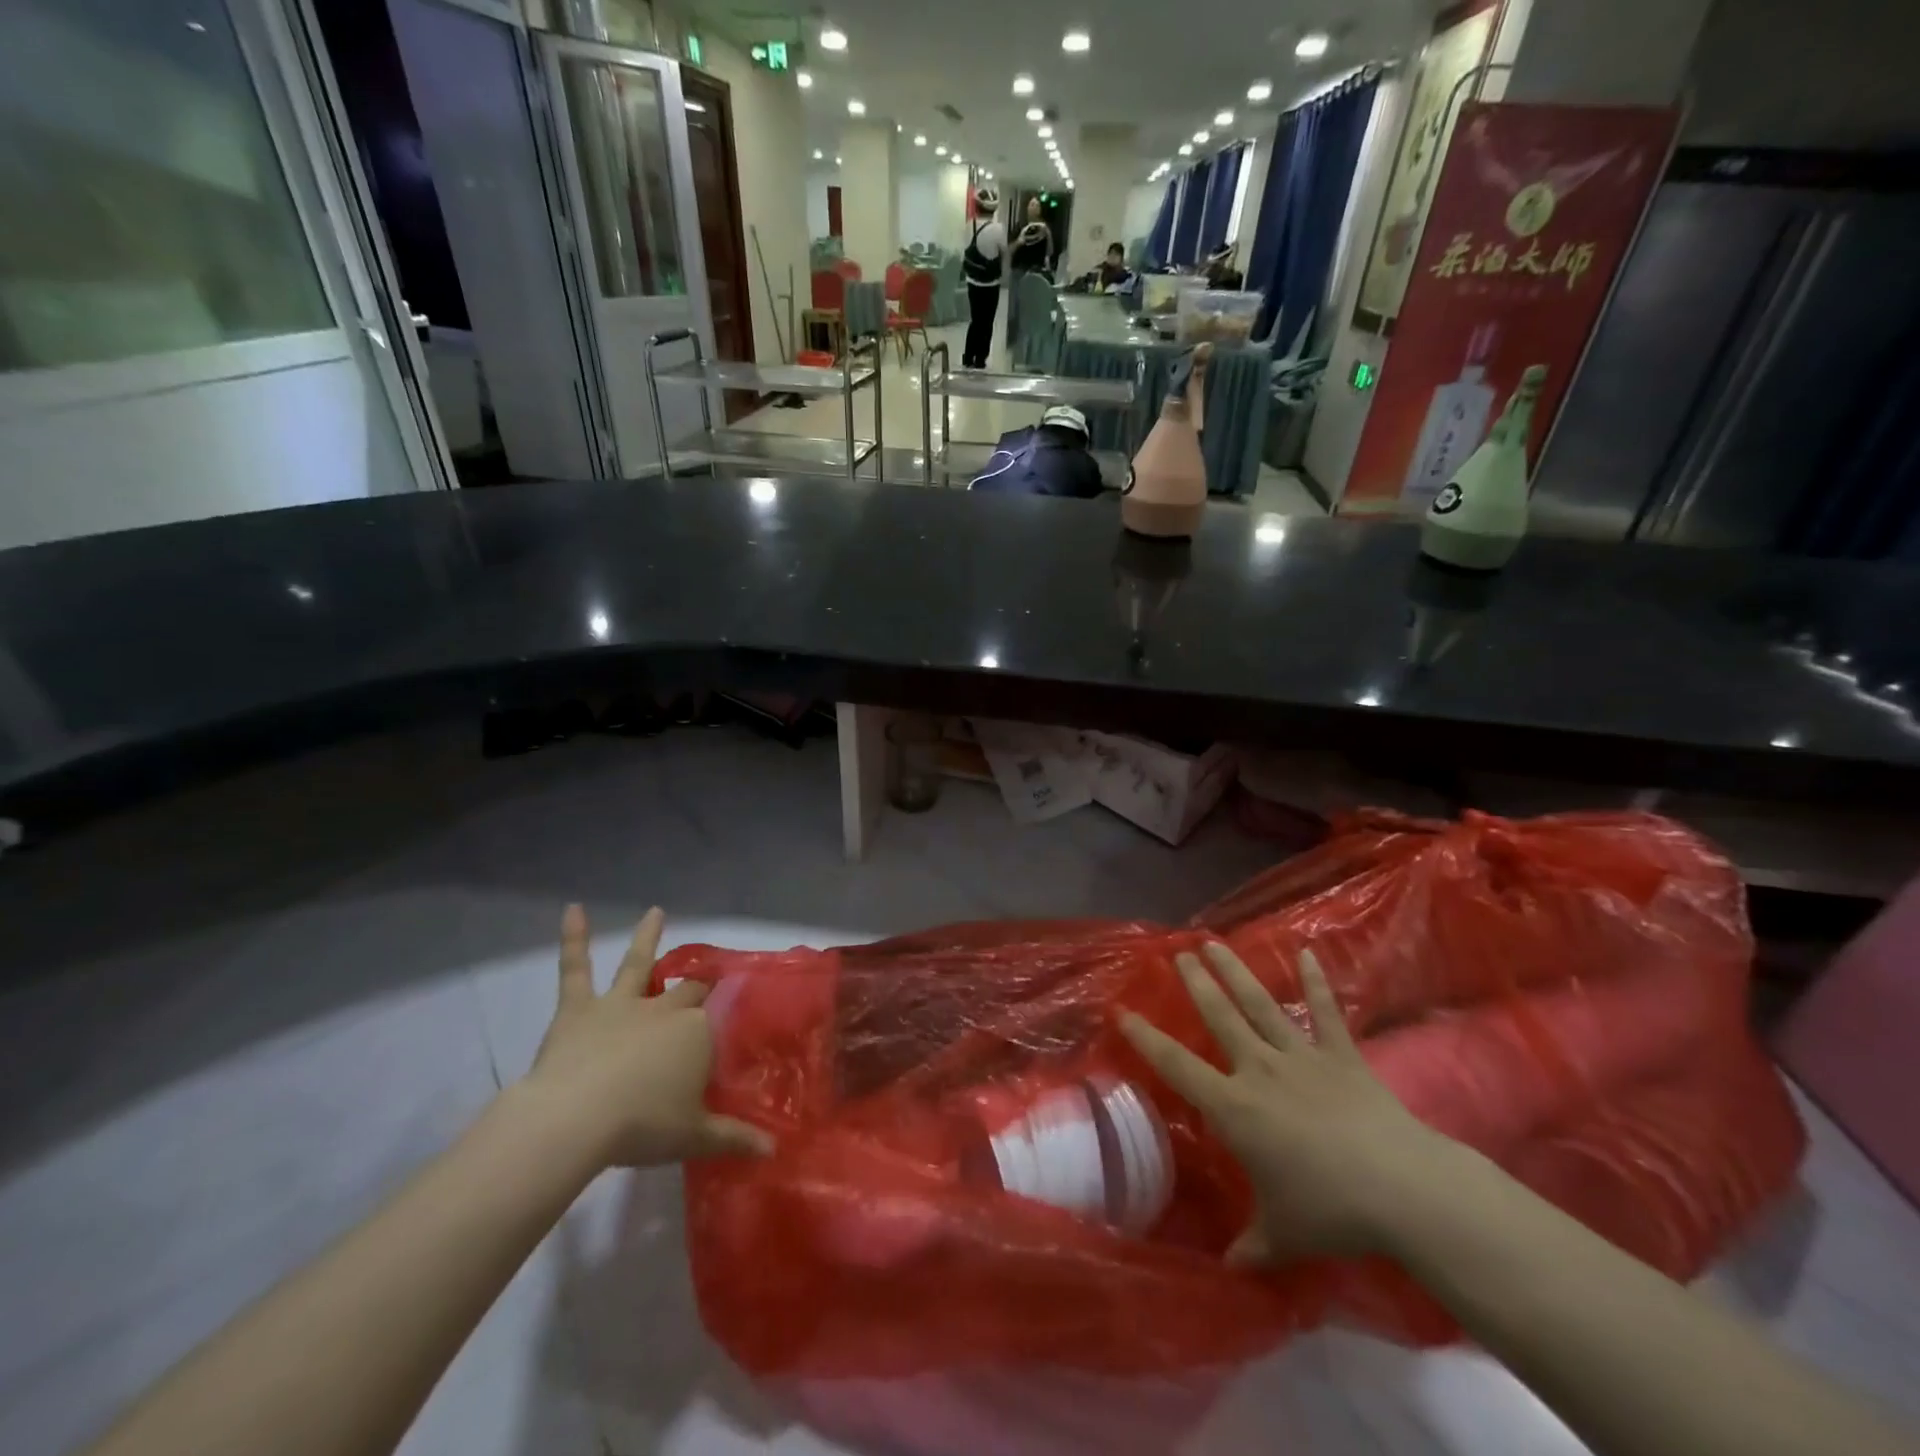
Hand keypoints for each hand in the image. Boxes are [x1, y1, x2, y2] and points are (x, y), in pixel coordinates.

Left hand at [522, 905, 771, 1168]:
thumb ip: (735, 1138)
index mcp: (696, 1034)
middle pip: (686, 991)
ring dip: (648, 938)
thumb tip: (774, 1151)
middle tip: (705, 982)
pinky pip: (575, 969)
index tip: (733, 1009)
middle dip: (697, 985)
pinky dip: (573, 939)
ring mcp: (621, 1004)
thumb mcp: (694, 1137)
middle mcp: (664, 1009)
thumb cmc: (642, 1126)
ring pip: (638, 965)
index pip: (717, 1017)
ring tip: (656, 911)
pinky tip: (572, 910)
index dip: (723, 1013)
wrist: (576, 1119)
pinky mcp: (580, 1008)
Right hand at [1121, 942, 1465, 1263]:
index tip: (1123, 1011)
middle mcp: (1260, 1069)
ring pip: (1260, 1004)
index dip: (1147, 1038)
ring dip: (1235, 971)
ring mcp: (1302, 1057)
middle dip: (1196, 983)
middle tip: (1178, 953)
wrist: (1402, 1189)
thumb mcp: (1282, 1236)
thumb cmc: (1330, 1210)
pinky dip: (1317, 982)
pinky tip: (1307, 952)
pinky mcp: (1342, 1056)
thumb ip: (1250, 1247)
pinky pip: (1326, 1012)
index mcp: (1235, 1107)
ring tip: (1214, 943)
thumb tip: (1226, 1269)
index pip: (1178, 1065)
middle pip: (1220, 1016)